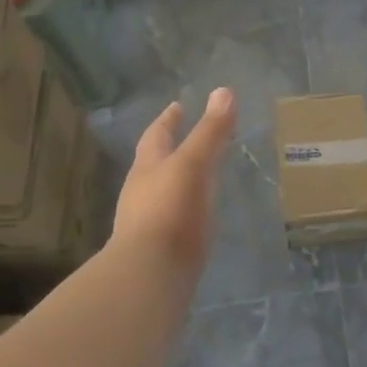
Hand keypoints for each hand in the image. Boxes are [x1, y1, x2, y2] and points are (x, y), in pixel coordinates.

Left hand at [113, 88, 236, 273]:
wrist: (150, 275)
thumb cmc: (170, 211)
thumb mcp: (193, 164)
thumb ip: (210, 131)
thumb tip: (224, 90)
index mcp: (148, 167)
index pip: (157, 134)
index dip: (169, 119)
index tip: (177, 106)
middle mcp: (142, 192)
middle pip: (154, 163)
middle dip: (169, 149)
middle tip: (188, 137)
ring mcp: (147, 223)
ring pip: (161, 192)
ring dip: (177, 181)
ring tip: (198, 176)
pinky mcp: (159, 250)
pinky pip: (173, 220)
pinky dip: (185, 210)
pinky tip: (198, 217)